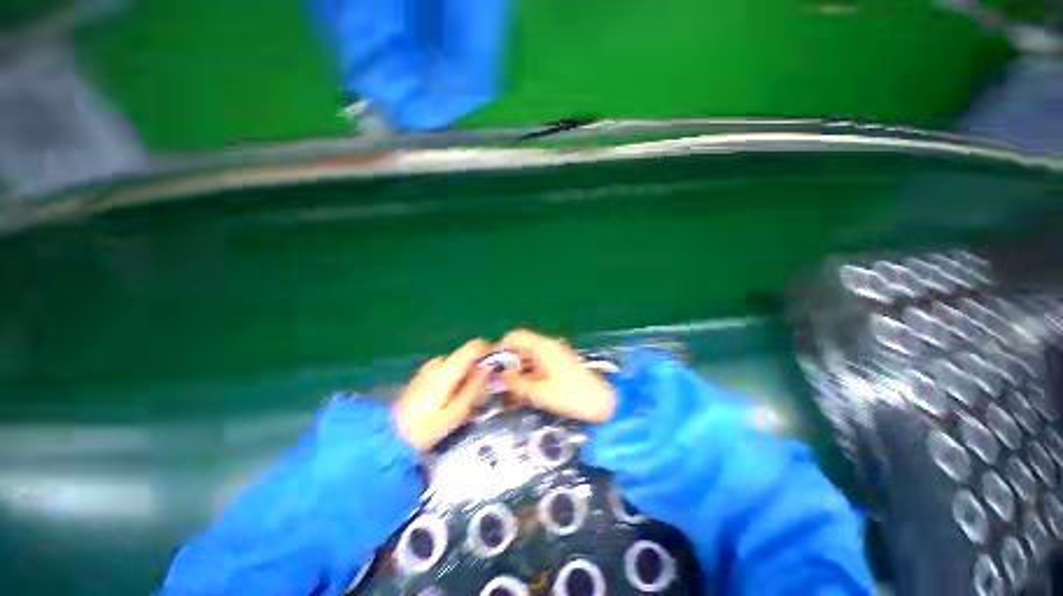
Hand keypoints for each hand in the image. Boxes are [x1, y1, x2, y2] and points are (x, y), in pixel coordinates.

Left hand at [395, 339, 491, 450]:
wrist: (389, 437)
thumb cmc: (425, 429)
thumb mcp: (456, 413)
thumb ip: (474, 387)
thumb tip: (490, 366)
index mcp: (447, 369)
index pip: (475, 345)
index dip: (489, 352)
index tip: (496, 368)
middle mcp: (438, 362)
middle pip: (467, 355)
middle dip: (478, 368)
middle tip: (482, 391)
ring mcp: (429, 367)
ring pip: (458, 362)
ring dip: (466, 374)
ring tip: (466, 399)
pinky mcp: (423, 374)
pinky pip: (448, 368)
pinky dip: (455, 377)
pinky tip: (450, 398)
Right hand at [498, 329, 616, 422]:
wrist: (604, 402)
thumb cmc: (572, 396)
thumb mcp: (540, 392)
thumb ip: (517, 383)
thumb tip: (499, 376)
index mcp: (542, 346)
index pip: (515, 337)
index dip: (501, 348)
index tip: (491, 367)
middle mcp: (548, 346)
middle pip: (521, 347)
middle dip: (508, 364)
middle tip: (499, 384)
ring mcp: (555, 355)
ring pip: (528, 358)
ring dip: (518, 372)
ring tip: (511, 393)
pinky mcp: (560, 365)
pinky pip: (538, 365)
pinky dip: (529, 376)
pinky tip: (525, 393)